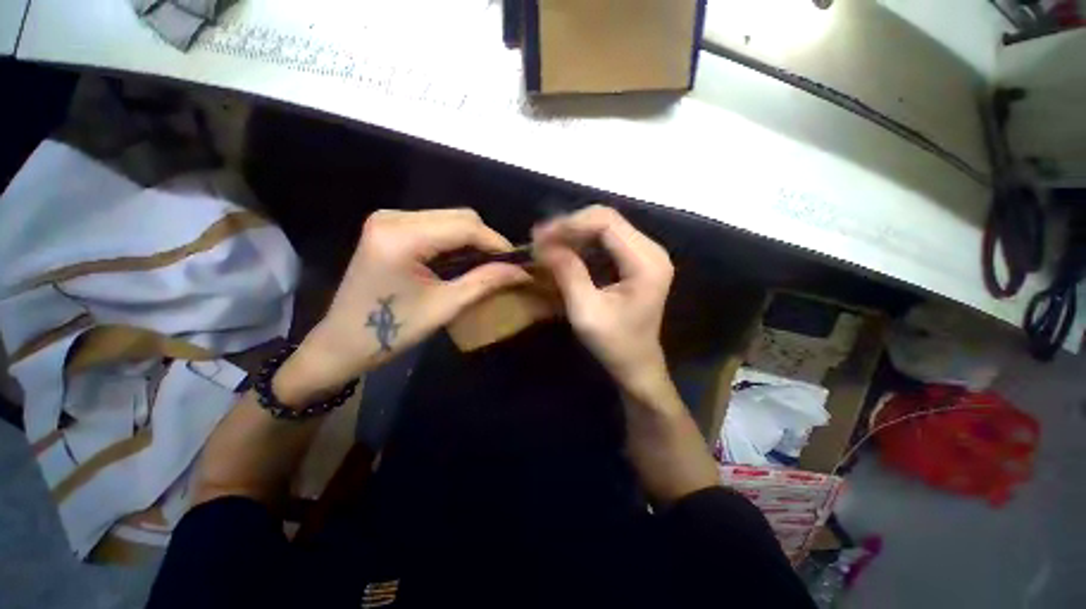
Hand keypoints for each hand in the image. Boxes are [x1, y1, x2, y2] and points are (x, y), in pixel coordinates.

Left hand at [275, 209, 529, 404]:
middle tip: (502, 266)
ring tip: (486, 265)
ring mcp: (388, 219)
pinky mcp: (388, 227)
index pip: (465, 226)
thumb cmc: (392, 331)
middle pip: (459, 216)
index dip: (497, 242)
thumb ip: (485, 282)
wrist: (342, 342)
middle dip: (486, 240)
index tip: (517, 262)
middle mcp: (392, 217)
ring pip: (449, 217)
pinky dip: (455, 240)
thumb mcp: (445, 307)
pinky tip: (463, 260)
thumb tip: (521, 271)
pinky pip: (435, 224)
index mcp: (401, 237)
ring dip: (472, 240)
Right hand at [533, 205, 673, 400]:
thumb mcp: (586, 311)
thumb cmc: (614, 344)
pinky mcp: (637, 260)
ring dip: (574, 233)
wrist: (637, 364)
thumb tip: (544, 244)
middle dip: (569, 227)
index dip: (570, 224)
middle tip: (540, 241)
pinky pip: (606, 240)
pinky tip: (564, 252)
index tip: (540, 237)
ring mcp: (646, 254)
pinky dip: (582, 243)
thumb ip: (568, 273)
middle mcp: (651, 250)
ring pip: (605, 227)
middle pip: (606, 219)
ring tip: (547, 246)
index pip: (606, 223)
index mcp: (646, 262)